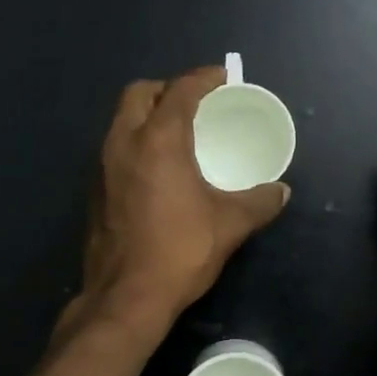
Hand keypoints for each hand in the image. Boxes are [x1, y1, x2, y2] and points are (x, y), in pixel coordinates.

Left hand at [68, 67, 289, 333]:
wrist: (126, 297)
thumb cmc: (180, 251)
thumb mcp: (230, 224)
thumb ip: (260, 202)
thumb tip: (281, 191)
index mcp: (158, 140)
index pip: (180, 90)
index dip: (203, 78)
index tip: (223, 78)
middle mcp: (123, 142)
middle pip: (140, 93)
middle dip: (168, 89)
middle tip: (196, 103)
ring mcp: (102, 166)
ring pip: (122, 120)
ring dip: (148, 115)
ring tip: (178, 132)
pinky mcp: (95, 190)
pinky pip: (116, 147)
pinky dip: (136, 142)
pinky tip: (157, 169)